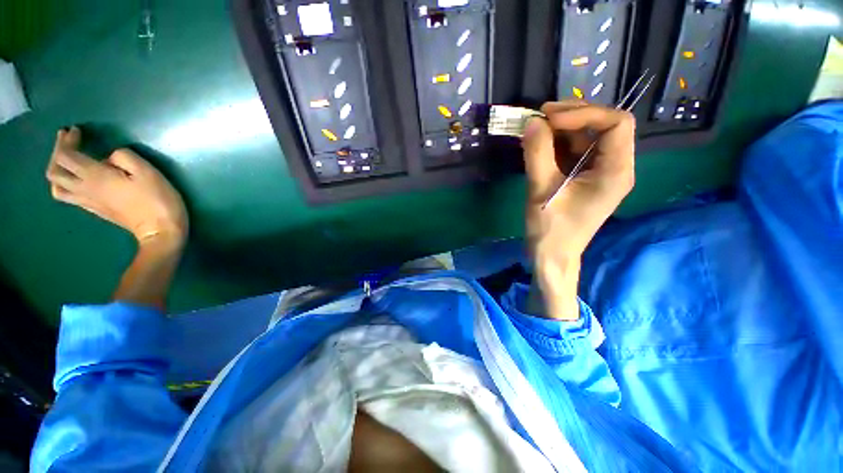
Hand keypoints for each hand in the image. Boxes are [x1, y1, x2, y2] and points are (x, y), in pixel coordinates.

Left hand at [45, 127, 187, 245]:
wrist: (160, 231)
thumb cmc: (157, 200)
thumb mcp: (148, 172)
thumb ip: (124, 157)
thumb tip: (111, 158)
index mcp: (94, 176)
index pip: (66, 155)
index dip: (67, 140)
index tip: (77, 130)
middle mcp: (84, 189)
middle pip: (54, 170)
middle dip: (57, 152)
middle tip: (69, 140)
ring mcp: (88, 201)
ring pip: (56, 186)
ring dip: (57, 170)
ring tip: (67, 161)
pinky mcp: (95, 209)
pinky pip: (68, 195)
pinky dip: (65, 184)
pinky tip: (77, 179)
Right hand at [522, 101, 635, 318]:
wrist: (551, 256)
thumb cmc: (550, 229)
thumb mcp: (541, 190)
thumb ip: (537, 154)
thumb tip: (532, 122)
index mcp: (616, 172)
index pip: (616, 124)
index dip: (584, 114)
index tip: (549, 119)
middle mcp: (616, 167)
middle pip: (604, 126)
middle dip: (572, 117)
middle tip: (539, 117)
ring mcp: (601, 172)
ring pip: (588, 137)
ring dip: (561, 130)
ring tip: (535, 131)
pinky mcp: (586, 178)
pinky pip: (577, 151)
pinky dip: (558, 144)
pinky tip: (539, 145)